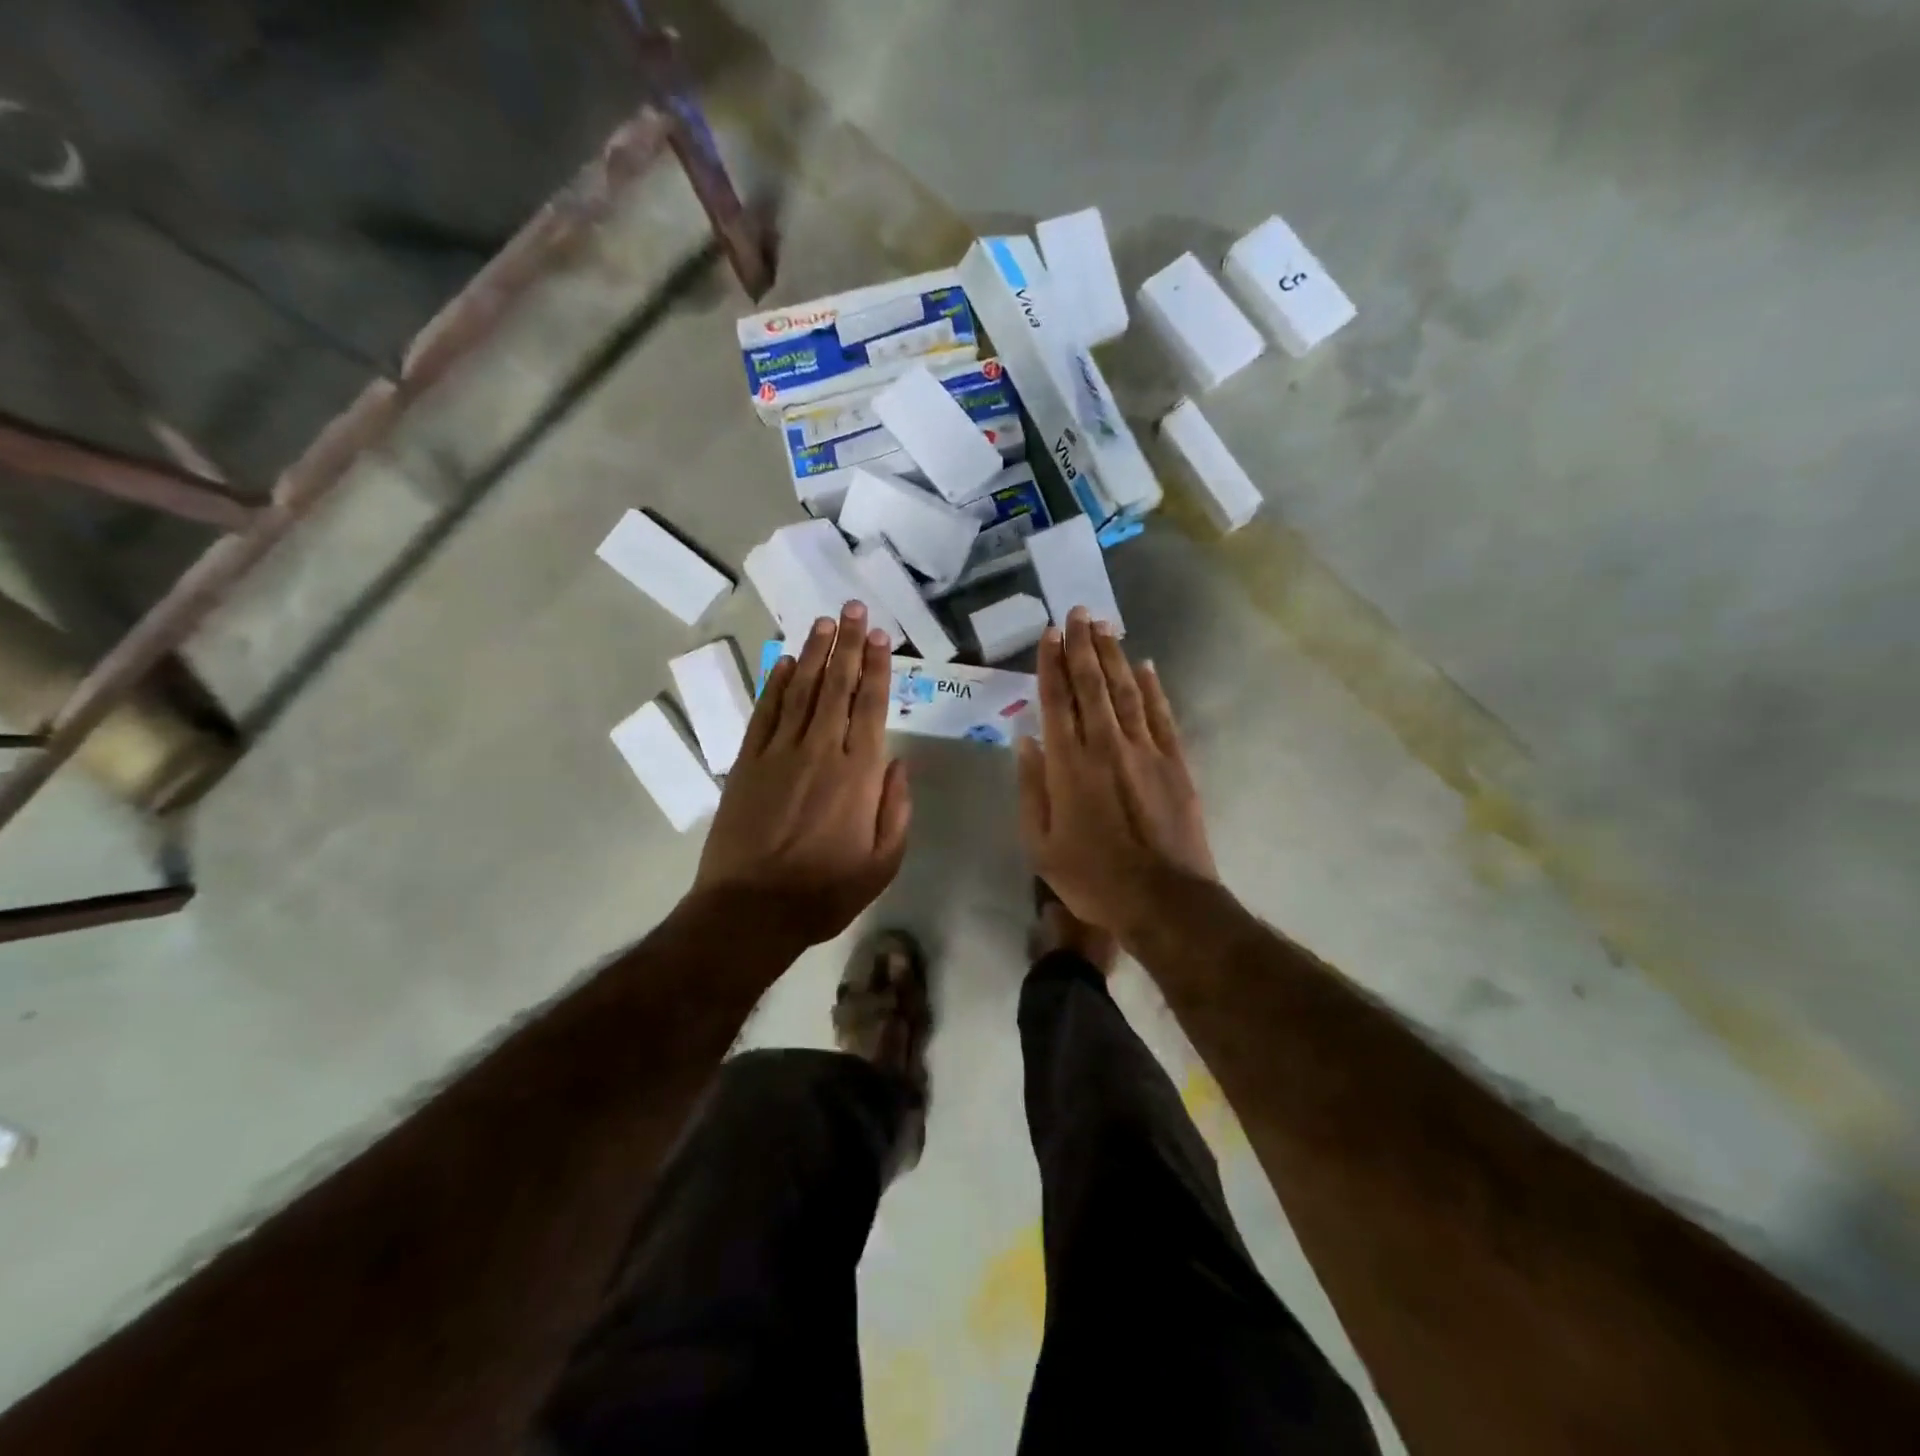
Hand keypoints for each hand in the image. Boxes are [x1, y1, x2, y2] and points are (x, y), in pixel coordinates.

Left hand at [692, 602, 910, 951]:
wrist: (751, 910)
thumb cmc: (825, 892)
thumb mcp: (882, 863)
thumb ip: (896, 810)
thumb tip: (898, 764)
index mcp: (858, 774)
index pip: (870, 706)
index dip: (877, 667)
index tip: (881, 636)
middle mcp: (820, 751)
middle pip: (837, 686)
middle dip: (847, 644)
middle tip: (853, 608)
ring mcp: (779, 753)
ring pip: (801, 690)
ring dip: (814, 653)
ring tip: (824, 622)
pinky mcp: (747, 763)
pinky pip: (764, 713)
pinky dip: (775, 685)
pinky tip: (784, 663)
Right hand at [1017, 607, 1216, 944]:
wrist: (1164, 900)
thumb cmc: (1092, 878)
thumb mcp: (1040, 846)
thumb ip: (1031, 789)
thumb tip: (1027, 741)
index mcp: (1067, 765)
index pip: (1056, 701)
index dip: (1051, 664)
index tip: (1049, 634)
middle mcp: (1105, 745)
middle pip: (1091, 684)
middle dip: (1082, 645)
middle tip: (1077, 613)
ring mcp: (1144, 750)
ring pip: (1125, 690)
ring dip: (1113, 656)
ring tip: (1103, 625)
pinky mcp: (1174, 761)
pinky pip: (1161, 714)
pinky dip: (1152, 687)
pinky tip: (1144, 665)